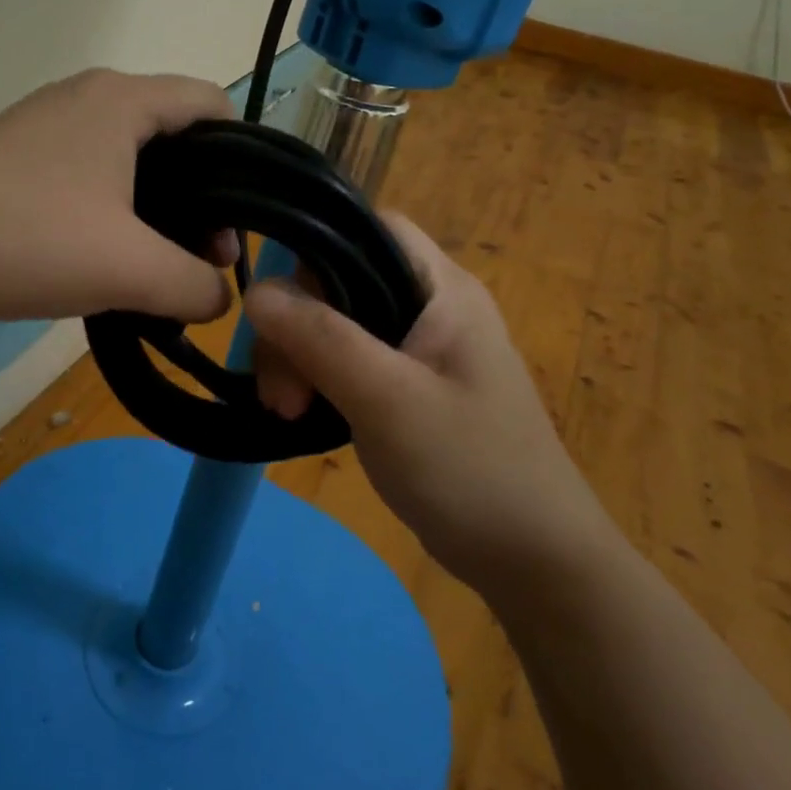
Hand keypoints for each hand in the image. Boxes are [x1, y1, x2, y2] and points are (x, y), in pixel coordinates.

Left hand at [0, 68, 239, 331]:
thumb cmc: (27, 242)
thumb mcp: (130, 270)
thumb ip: (196, 286)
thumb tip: (218, 298)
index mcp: (122, 99)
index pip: (211, 102)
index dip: (243, 156)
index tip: (245, 216)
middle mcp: (85, 96)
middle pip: (173, 133)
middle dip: (201, 193)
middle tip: (204, 257)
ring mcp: (45, 124)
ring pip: (130, 156)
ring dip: (156, 207)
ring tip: (157, 266)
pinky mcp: (16, 157)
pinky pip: (89, 172)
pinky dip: (114, 209)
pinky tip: (104, 257)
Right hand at [245, 214, 616, 592]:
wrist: (534, 562)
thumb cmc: (471, 469)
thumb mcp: (387, 399)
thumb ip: (320, 338)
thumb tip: (256, 292)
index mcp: (441, 288)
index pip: (369, 228)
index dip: (317, 248)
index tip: (281, 307)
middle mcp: (430, 305)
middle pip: (341, 280)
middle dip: (298, 326)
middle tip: (282, 392)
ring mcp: (420, 348)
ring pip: (337, 324)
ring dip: (301, 359)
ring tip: (288, 413)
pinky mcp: (408, 386)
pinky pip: (348, 360)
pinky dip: (318, 380)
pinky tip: (303, 415)